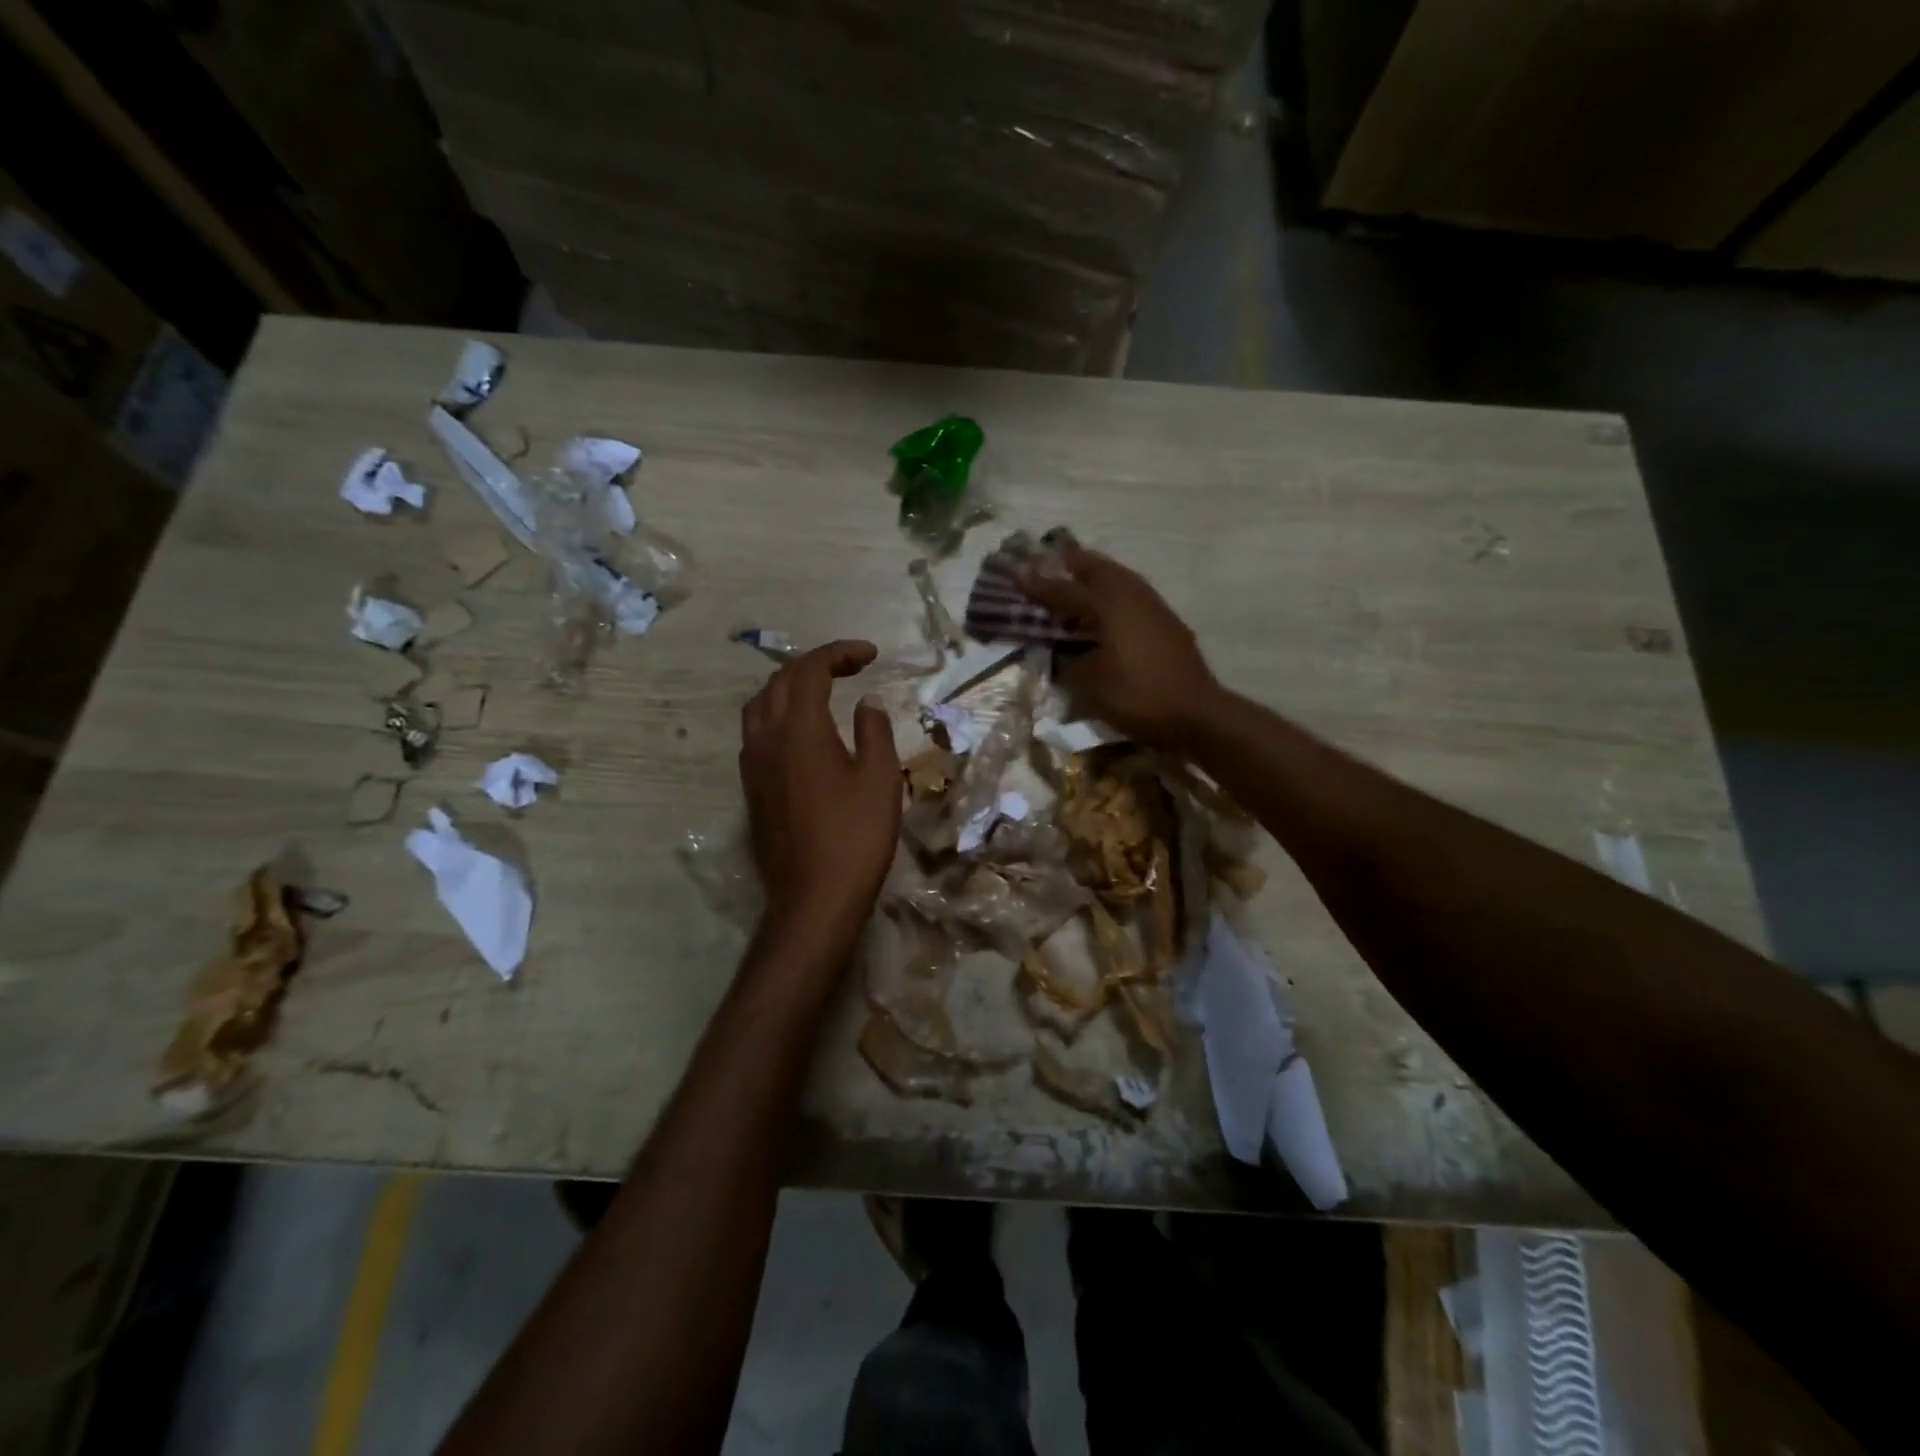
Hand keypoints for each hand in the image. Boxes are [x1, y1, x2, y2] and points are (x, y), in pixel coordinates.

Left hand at [740, 640, 900, 939]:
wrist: (814, 898)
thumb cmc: (855, 836)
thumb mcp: (880, 779)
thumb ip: (874, 731)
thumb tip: (866, 703)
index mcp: (799, 729)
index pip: (810, 670)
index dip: (839, 653)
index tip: (871, 654)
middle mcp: (765, 738)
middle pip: (779, 681)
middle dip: (815, 664)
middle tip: (851, 667)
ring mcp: (752, 765)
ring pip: (760, 705)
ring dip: (789, 686)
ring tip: (822, 690)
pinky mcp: (750, 788)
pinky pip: (756, 732)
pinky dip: (778, 714)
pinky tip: (802, 731)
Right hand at [1019, 542, 1221, 749]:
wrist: (1196, 712)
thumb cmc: (1138, 696)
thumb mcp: (1090, 684)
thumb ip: (1069, 662)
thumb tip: (1060, 652)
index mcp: (1108, 606)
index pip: (1065, 591)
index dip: (1039, 585)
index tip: (1016, 573)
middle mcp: (1131, 596)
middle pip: (1098, 569)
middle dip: (1073, 562)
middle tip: (1051, 556)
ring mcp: (1153, 606)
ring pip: (1120, 577)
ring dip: (1096, 571)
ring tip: (1079, 571)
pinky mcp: (1167, 621)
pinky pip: (1133, 592)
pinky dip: (1114, 588)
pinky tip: (1109, 601)